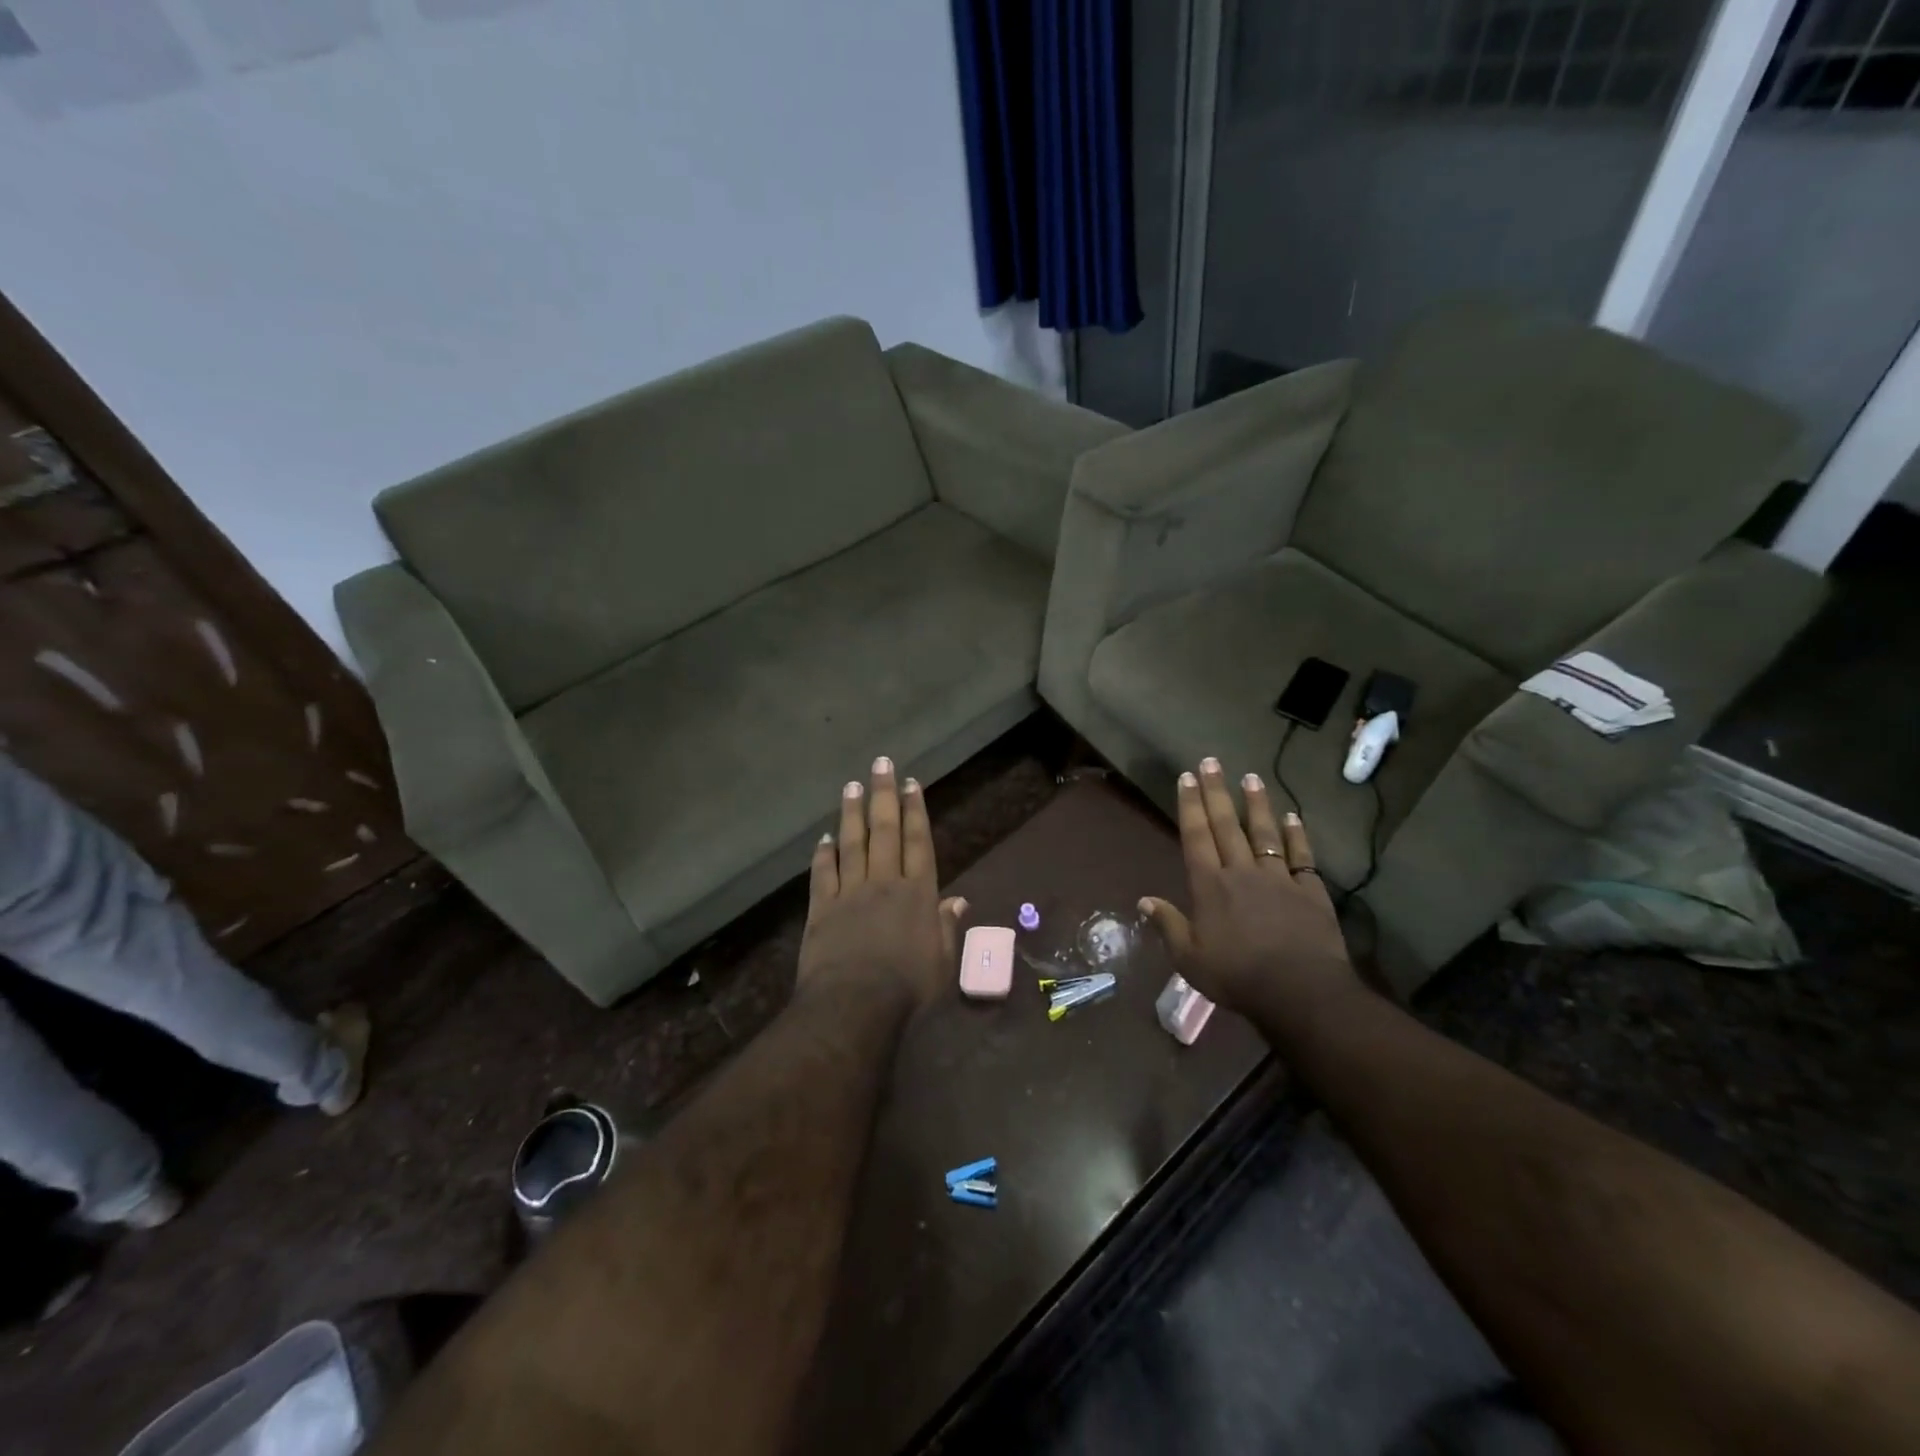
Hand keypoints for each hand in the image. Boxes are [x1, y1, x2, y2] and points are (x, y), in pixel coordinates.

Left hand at [798, 756, 966, 1011]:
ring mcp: (850, 893)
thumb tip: (958, 901)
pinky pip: (822, 874)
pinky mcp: (821, 909)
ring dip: (852, 813)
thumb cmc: (907, 988)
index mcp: (917, 893)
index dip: (915, 810)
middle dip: (884, 795)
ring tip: (852, 785)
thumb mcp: (941, 961)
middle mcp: (884, 882)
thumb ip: (947, 927)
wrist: (854, 1005)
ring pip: (852, 843)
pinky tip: (823, 838)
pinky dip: (823, 855)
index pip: (918, 842)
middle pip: (884, 831)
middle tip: (881, 764)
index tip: (911, 783)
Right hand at [1139, 758, 1359, 1019]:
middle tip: (1211, 762)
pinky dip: (1297, 834)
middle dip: (1216, 792)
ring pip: (1264, 832)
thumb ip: (1168, 926)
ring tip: (1250, 777)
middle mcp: (1241, 872)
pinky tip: (1293, 816)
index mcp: (1209, 886)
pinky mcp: (1310, 890)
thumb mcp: (1190, 959)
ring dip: (1256, 803)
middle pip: (1226, 825)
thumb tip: (1144, 900)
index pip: (1196, 836)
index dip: (1190, 805)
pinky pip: (1301, 855)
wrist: (1300, 991)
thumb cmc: (1237, 977)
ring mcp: (1278, 878)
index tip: (1186, 777)